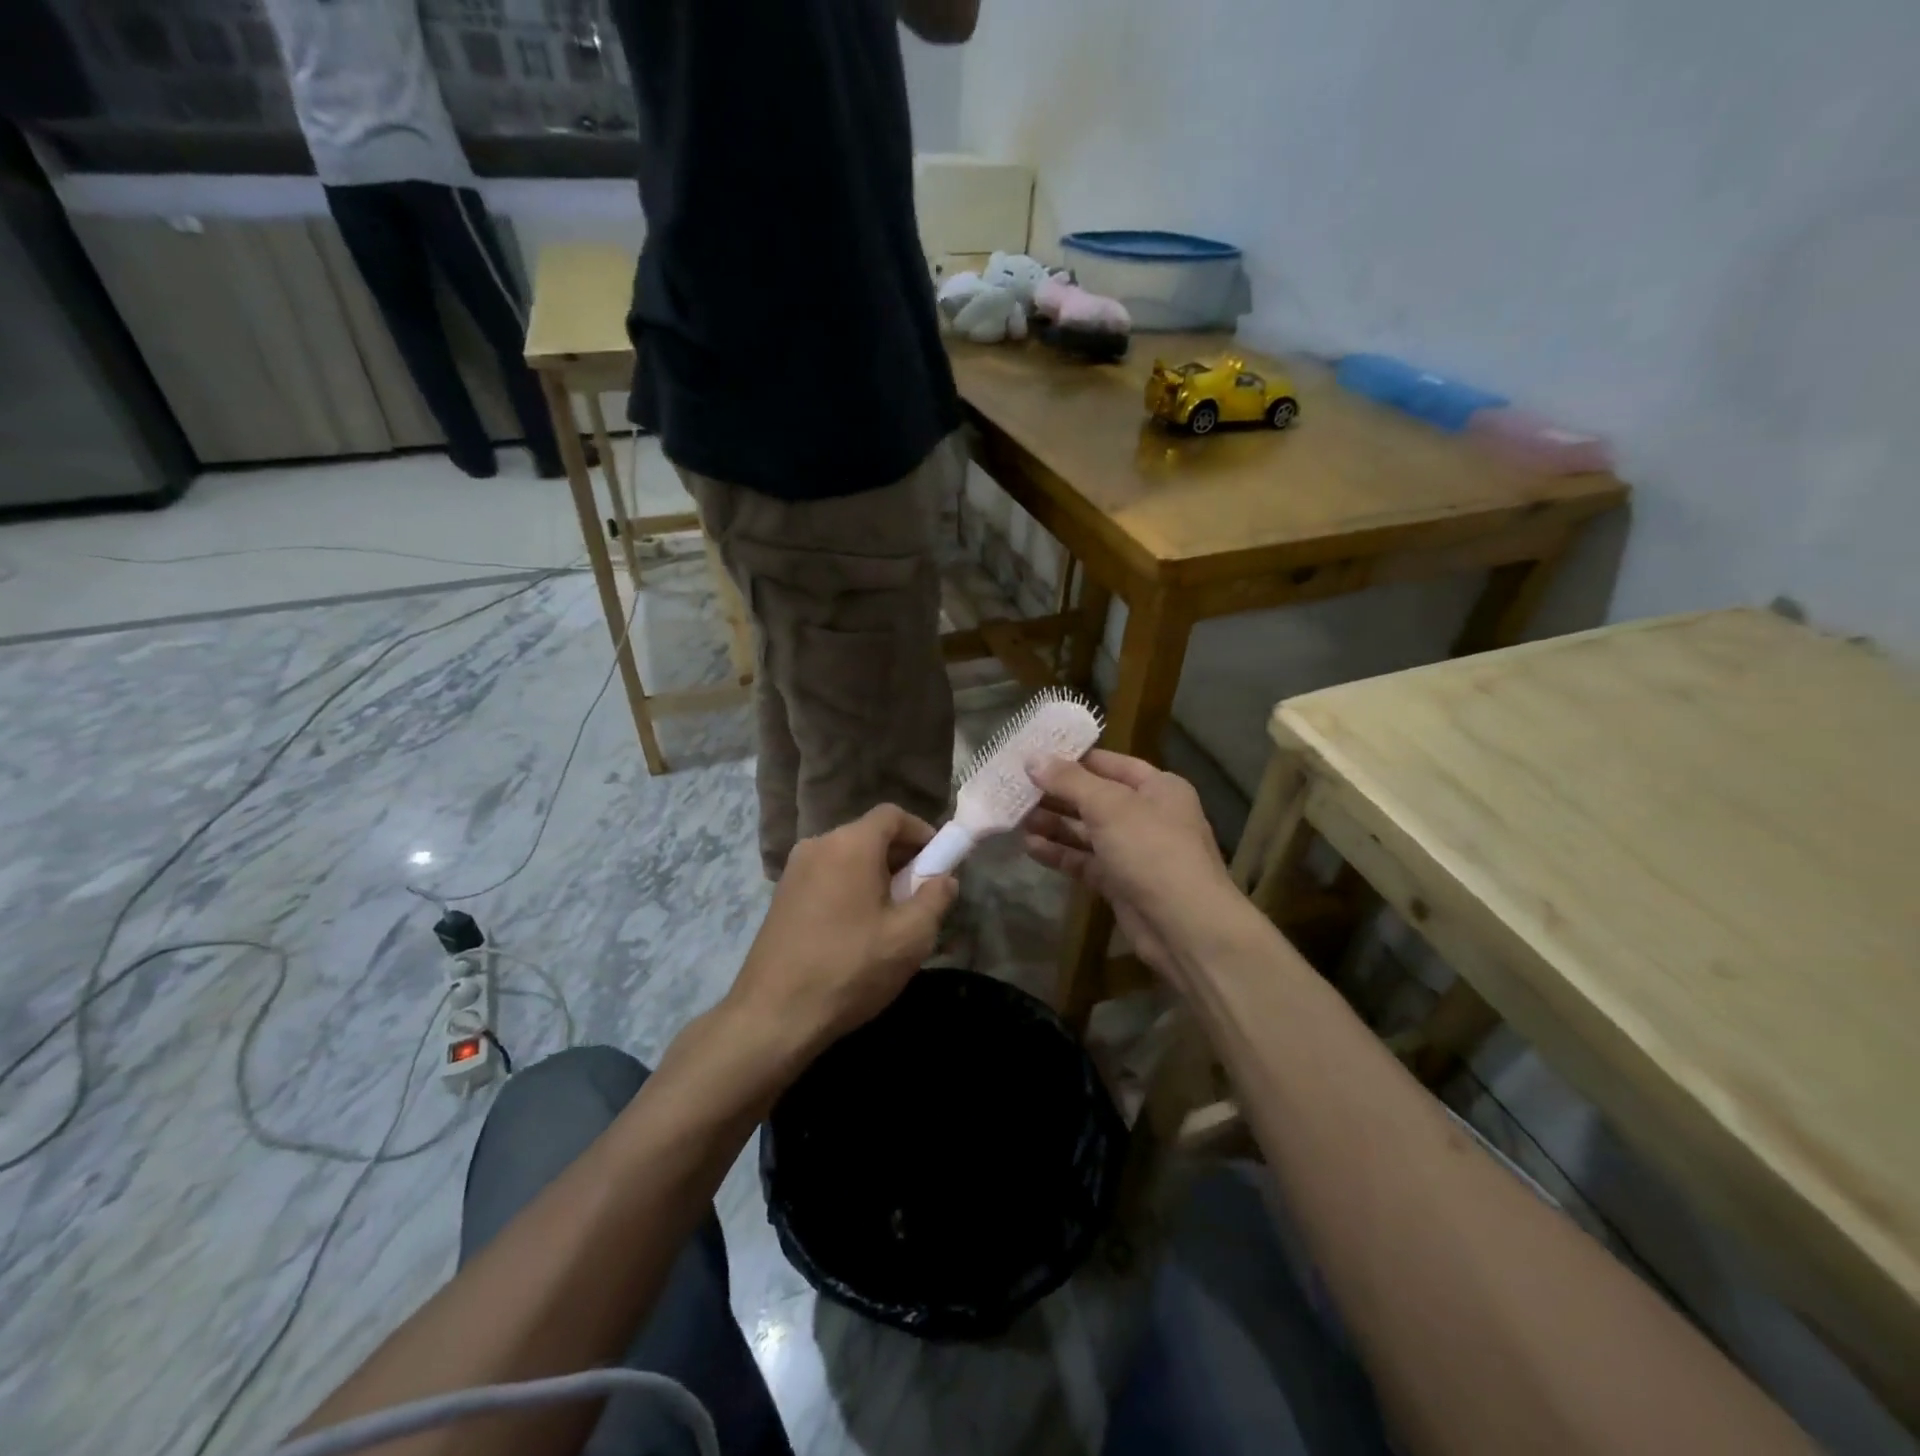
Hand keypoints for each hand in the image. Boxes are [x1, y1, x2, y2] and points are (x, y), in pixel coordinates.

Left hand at [725, 804, 957, 1063]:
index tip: (939, 862)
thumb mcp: (910, 937)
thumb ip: (935, 898)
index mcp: (850, 844)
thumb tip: (944, 878)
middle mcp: (818, 845)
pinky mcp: (781, 896)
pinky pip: (827, 876)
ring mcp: (794, 870)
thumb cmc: (850, 968)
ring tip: (891, 916)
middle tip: (920, 895)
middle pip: (869, 835)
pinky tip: (857, 929)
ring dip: (875, 875)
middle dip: (901, 857)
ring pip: (847, 857)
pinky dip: (849, 888)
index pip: (892, 814)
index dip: (922, 832)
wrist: (773, 1015)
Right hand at [1023, 750, 1236, 981]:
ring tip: (1016, 818)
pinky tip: (1030, 847)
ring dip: (1054, 825)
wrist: (1184, 926)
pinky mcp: (1119, 883)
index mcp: (1158, 787)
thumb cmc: (1151, 849)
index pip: (1109, 763)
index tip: (1033, 755)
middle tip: (1016, 789)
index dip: (1073, 758)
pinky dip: (1060, 854)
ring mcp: (1134, 851)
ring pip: (1087, 831)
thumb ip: (1069, 781)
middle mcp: (1147, 815)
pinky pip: (1085, 861)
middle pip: (1095, 797)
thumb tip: (1033, 759)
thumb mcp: (1109, 805)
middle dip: (1056, 794)